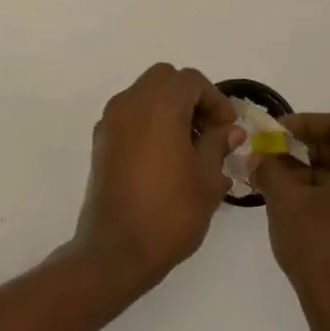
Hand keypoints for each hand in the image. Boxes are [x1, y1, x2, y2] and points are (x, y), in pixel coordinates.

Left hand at [73, 64, 241, 292]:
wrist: (116, 250)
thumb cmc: (170, 212)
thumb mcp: (207, 179)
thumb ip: (217, 145)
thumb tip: (229, 130)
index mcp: (158, 105)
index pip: (190, 80)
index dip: (215, 100)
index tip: (228, 130)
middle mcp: (129, 103)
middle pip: (164, 79)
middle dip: (190, 98)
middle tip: (209, 131)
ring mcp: (110, 122)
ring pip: (144, 95)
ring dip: (169, 109)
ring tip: (190, 148)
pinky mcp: (101, 142)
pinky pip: (129, 116)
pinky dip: (149, 123)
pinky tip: (166, 159)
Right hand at [253, 114, 329, 330]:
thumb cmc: (320, 249)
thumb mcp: (285, 202)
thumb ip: (270, 169)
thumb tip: (258, 157)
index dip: (306, 123)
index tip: (277, 132)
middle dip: (310, 150)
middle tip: (277, 155)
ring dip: (321, 173)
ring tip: (284, 183)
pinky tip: (306, 207)